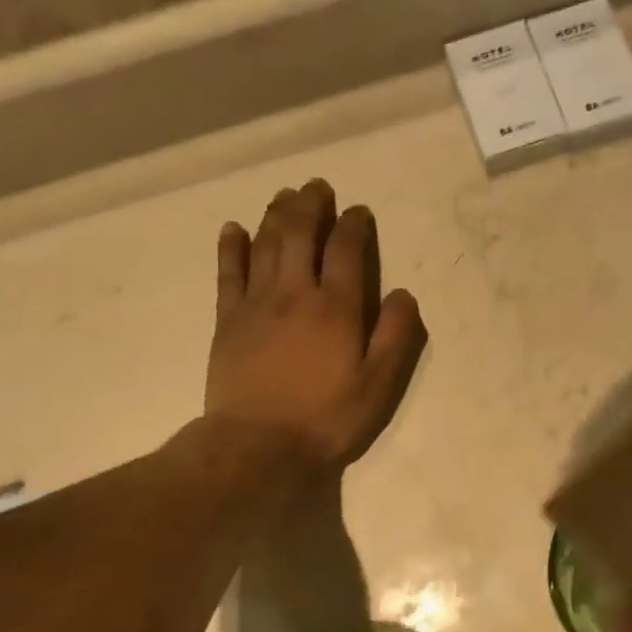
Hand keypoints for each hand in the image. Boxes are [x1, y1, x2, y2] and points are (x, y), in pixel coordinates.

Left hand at [206, 179, 427, 471]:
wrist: (258, 445)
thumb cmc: (326, 418)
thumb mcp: (378, 385)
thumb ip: (395, 336)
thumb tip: (404, 294)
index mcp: (336, 307)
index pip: (346, 249)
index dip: (354, 224)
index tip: (359, 212)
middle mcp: (295, 292)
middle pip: (301, 233)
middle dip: (311, 205)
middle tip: (317, 187)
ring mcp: (256, 303)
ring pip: (265, 244)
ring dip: (276, 214)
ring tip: (285, 195)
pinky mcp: (227, 319)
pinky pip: (228, 272)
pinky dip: (231, 246)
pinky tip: (233, 229)